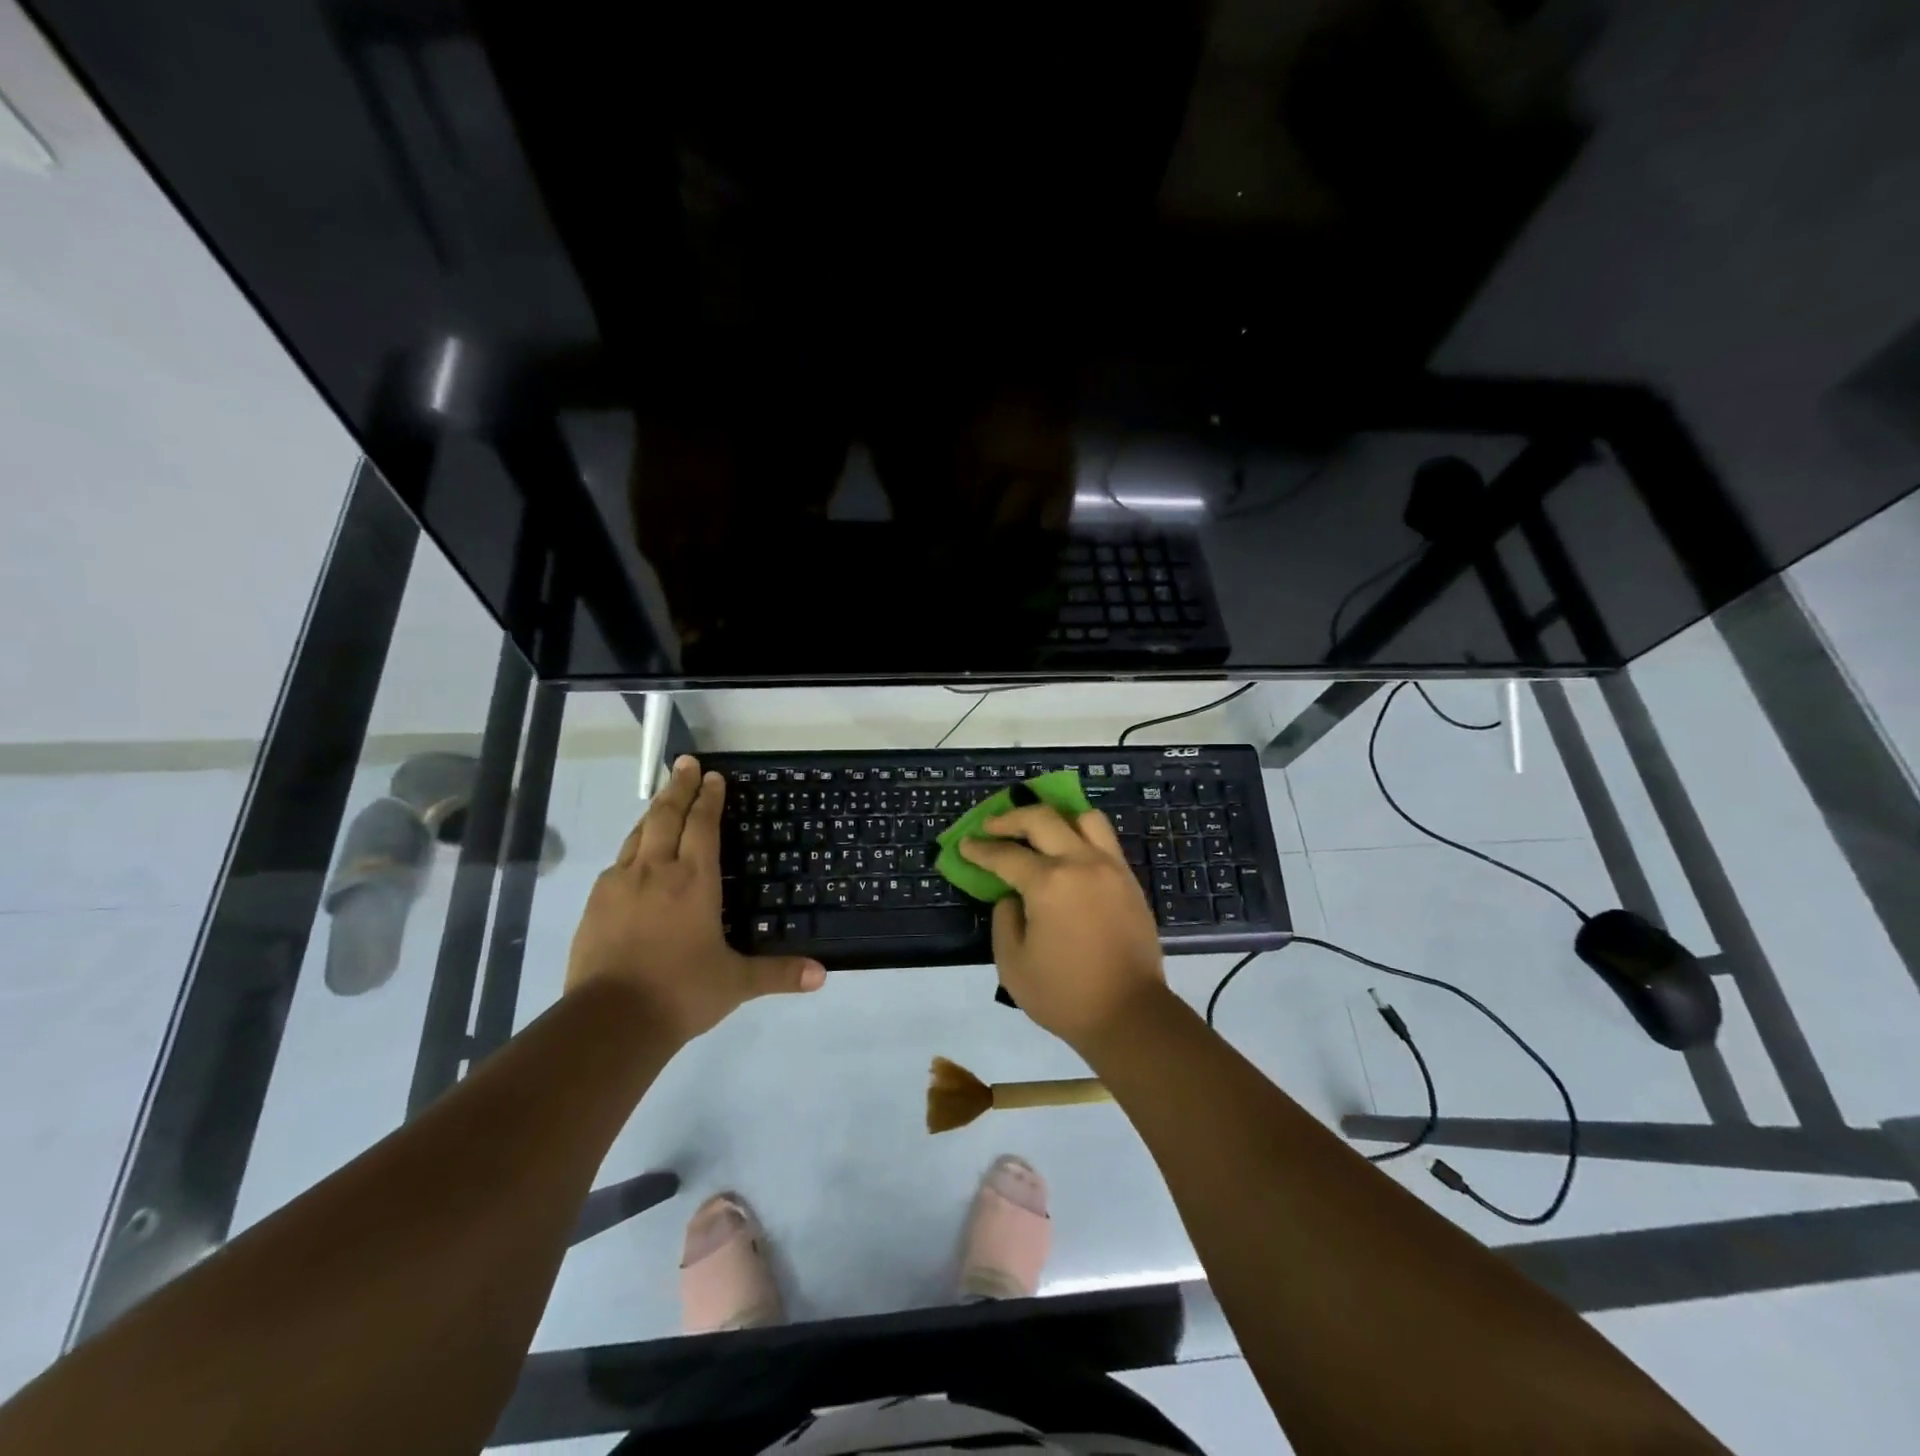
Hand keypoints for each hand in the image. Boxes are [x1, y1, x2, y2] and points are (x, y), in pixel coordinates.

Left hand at [566, 755, 824, 1042]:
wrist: (609, 1021)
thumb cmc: (681, 992)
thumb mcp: (736, 983)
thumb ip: (778, 973)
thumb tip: (821, 975)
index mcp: (693, 881)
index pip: (703, 825)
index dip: (709, 798)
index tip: (713, 776)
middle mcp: (656, 871)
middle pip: (665, 816)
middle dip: (678, 787)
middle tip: (685, 762)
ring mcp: (620, 885)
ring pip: (638, 835)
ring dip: (653, 813)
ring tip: (662, 800)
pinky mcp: (595, 904)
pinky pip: (618, 863)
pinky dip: (632, 848)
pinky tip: (634, 857)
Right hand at [957, 804, 1167, 1051]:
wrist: (1129, 1014)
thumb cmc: (1064, 995)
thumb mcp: (1013, 964)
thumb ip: (1005, 919)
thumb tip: (1013, 897)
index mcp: (1049, 883)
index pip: (1006, 855)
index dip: (980, 849)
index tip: (965, 845)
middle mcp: (1081, 863)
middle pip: (1042, 819)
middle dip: (1010, 819)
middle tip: (991, 827)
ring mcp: (1110, 867)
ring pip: (1083, 818)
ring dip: (1054, 817)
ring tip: (1037, 830)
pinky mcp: (1128, 879)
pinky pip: (1104, 839)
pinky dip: (1080, 834)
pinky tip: (1066, 851)